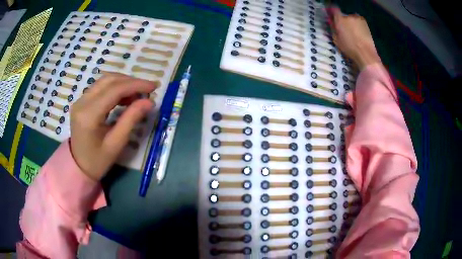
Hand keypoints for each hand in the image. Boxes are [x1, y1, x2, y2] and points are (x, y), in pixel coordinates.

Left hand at [70, 73, 157, 180]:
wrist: (78, 167)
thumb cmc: (98, 160)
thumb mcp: (116, 143)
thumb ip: (131, 119)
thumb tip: (149, 102)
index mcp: (89, 115)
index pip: (114, 90)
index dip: (135, 85)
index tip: (153, 87)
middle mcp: (82, 102)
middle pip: (109, 80)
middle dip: (130, 81)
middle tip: (147, 90)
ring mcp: (80, 100)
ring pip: (105, 81)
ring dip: (123, 83)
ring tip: (137, 94)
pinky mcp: (81, 101)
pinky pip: (100, 87)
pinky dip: (115, 88)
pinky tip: (124, 97)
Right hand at [327, 7, 381, 69]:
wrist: (366, 53)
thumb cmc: (350, 48)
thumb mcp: (336, 40)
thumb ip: (333, 28)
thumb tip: (331, 22)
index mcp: (340, 19)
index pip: (334, 9)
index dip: (332, 10)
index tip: (332, 14)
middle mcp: (349, 16)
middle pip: (344, 15)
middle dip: (343, 20)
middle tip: (344, 29)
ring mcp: (358, 18)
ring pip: (352, 18)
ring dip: (351, 23)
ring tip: (353, 33)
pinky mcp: (365, 23)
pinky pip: (358, 21)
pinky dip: (357, 25)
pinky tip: (359, 33)